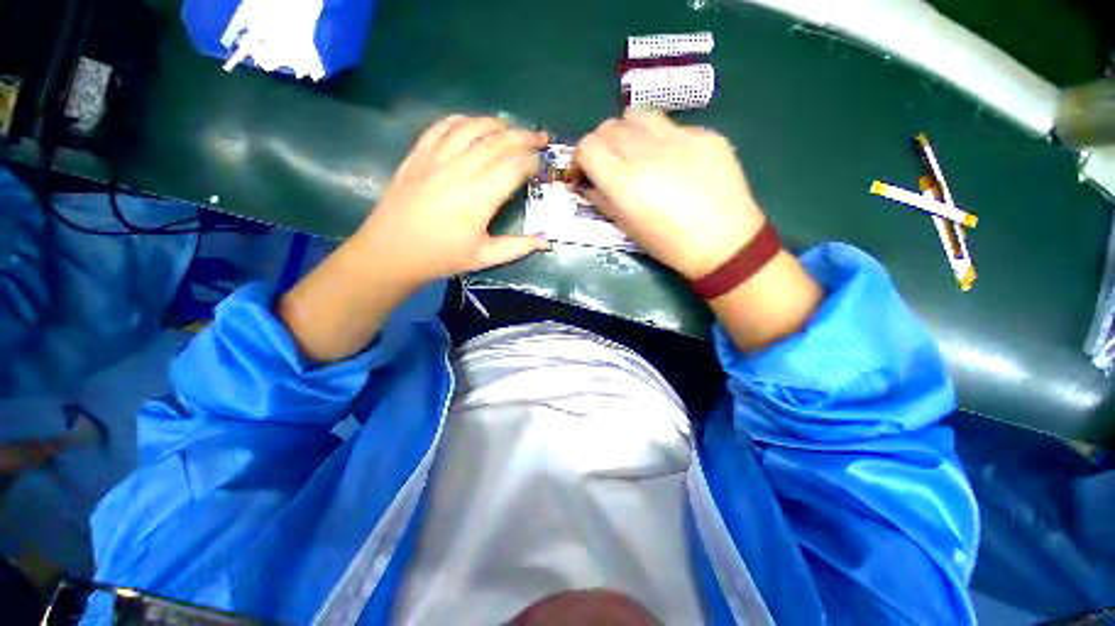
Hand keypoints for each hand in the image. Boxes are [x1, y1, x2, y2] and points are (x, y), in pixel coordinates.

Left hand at [353, 115, 550, 288]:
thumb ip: (518, 247)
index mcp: (479, 199)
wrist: (392, 251)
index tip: (542, 163)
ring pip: (472, 127)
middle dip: (523, 137)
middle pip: (498, 142)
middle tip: (539, 137)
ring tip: (511, 129)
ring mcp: (436, 158)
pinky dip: (463, 121)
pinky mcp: (418, 153)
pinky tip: (473, 125)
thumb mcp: (485, 257)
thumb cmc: (442, 257)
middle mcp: (460, 170)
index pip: (513, 168)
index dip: (532, 162)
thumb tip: (546, 242)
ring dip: (497, 124)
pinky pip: (443, 126)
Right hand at [574, 109, 764, 279]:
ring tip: (636, 151)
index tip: (585, 172)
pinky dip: (660, 138)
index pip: (587, 147)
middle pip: (608, 127)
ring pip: (636, 114)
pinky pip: (670, 125)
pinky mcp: (705, 133)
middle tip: (609, 164)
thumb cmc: (669, 245)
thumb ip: (601, 200)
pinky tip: (673, 160)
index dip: (579, 158)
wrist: (724, 243)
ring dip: (627, 131)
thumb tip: (586, 185)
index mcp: (624, 182)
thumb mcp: (627, 228)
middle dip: (600, 145)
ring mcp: (679, 138)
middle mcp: (646, 152)